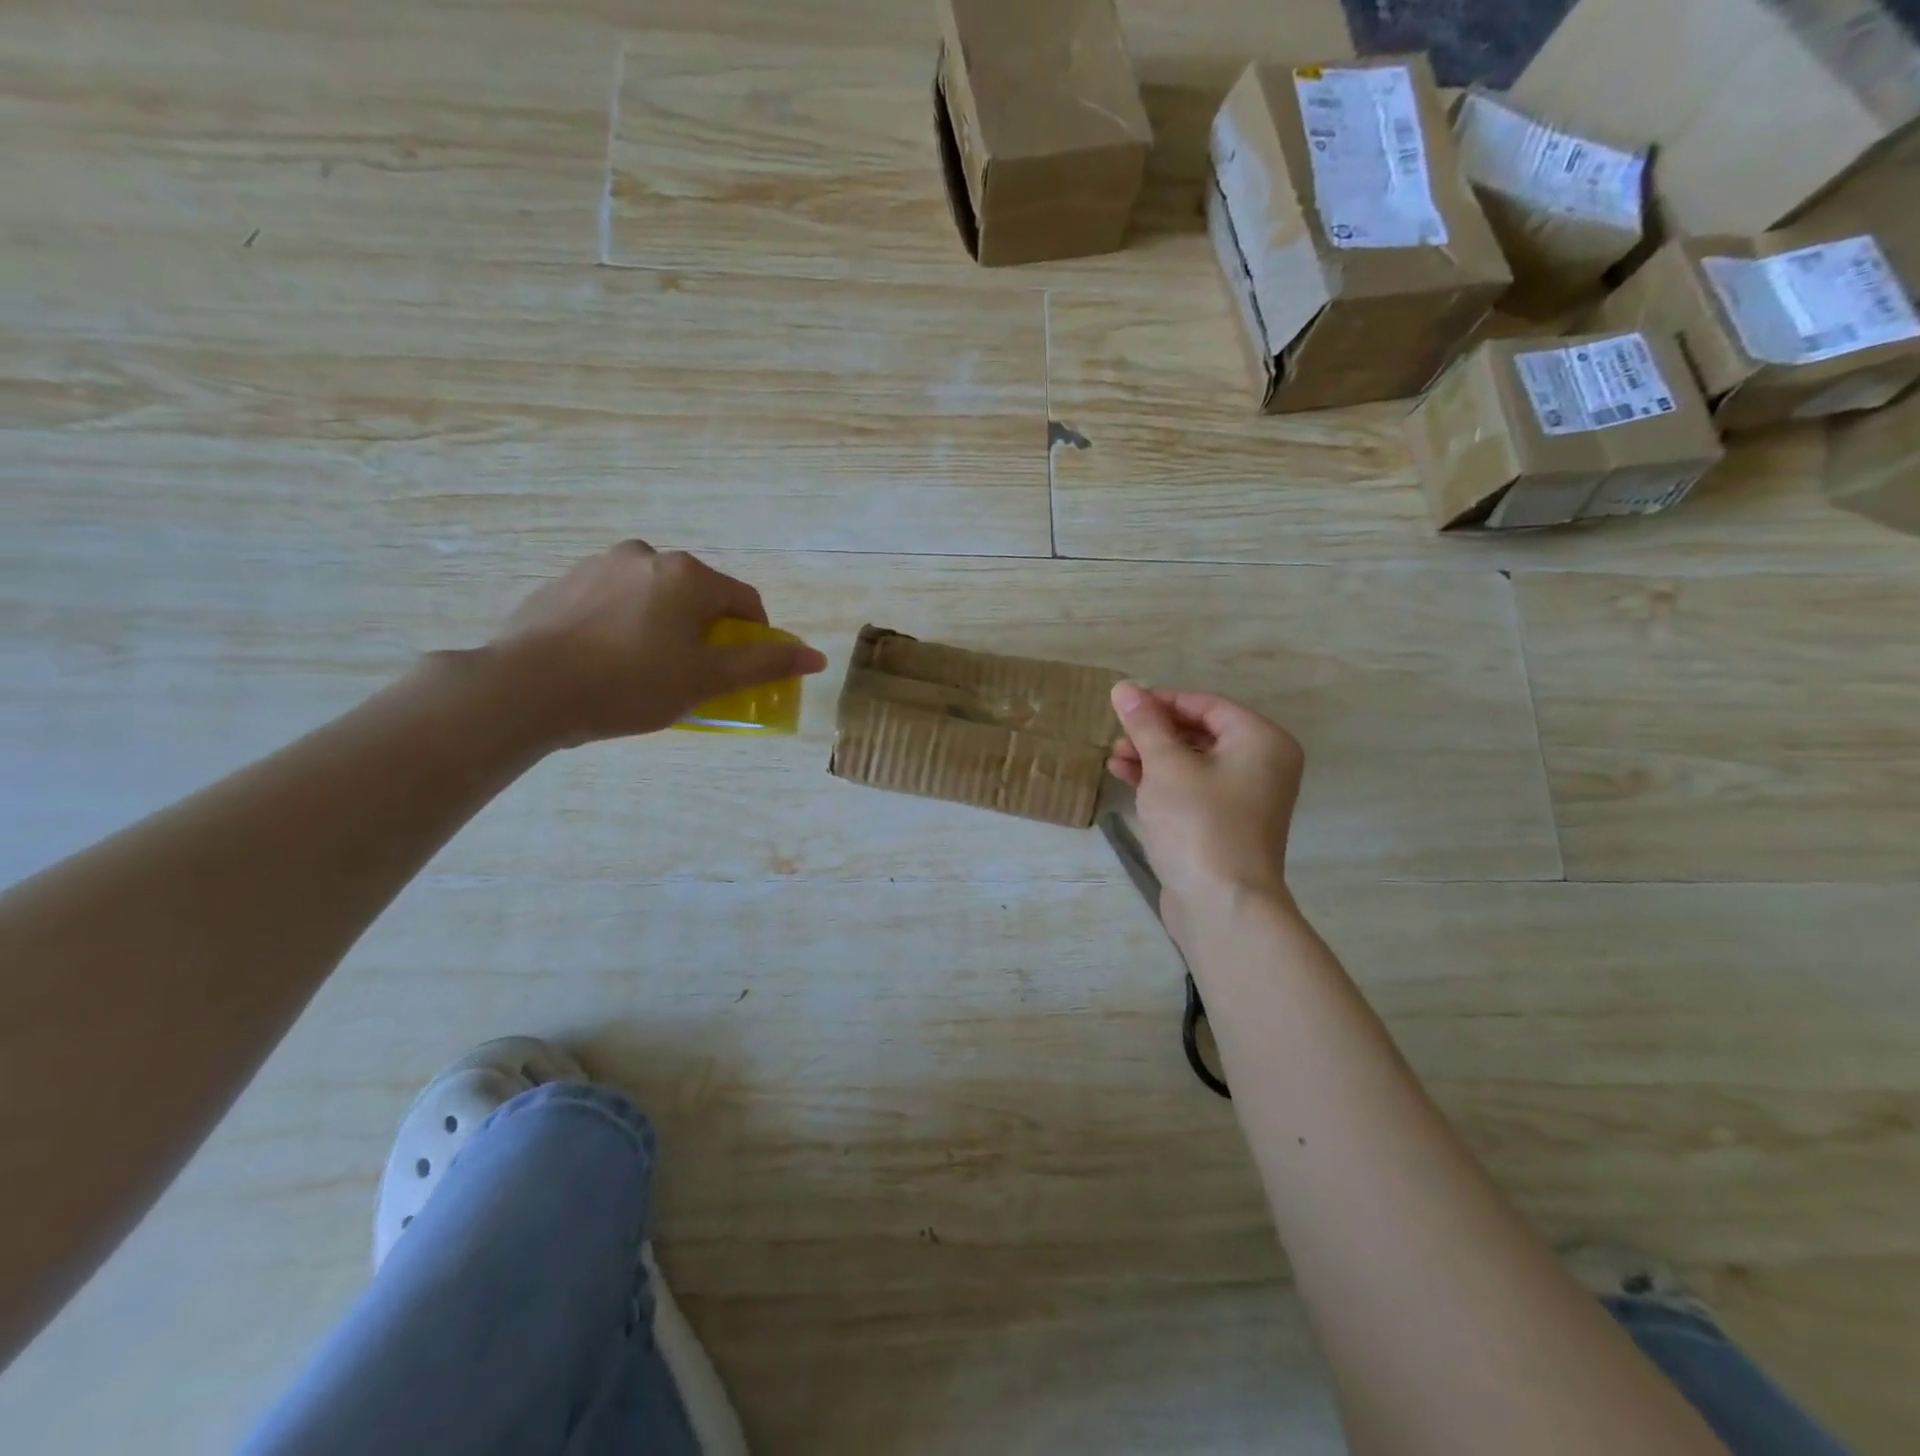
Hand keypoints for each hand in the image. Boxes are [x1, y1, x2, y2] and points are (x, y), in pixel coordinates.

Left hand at [486, 541, 827, 746]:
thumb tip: (816, 656)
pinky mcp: (562, 583)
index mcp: (688, 575)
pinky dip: (623, 625)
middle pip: (698, 597)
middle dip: (705, 634)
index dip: (754, 639)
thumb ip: (764, 665)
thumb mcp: (706, 680)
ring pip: (654, 597)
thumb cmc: (630, 684)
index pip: (745, 603)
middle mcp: (647, 555)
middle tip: (691, 676)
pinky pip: (613, 602)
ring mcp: (599, 565)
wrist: (526, 688)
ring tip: (644, 671)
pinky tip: (606, 661)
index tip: (739, 673)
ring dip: (664, 627)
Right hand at [1108, 682, 1303, 936]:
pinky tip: (1125, 778)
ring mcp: (1245, 797)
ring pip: (1193, 762)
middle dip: (1154, 733)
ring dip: (1152, 757)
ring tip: (1113, 758)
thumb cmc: (1199, 824)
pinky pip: (1192, 788)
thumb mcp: (1166, 766)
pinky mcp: (1226, 824)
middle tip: (1116, 736)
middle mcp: (1261, 764)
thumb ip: (1146, 724)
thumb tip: (1124, 686)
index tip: (1122, 706)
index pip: (1205, 704)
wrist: (1223, 905)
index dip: (1161, 701)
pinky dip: (1162, 781)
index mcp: (1260, 740)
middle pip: (1200, 732)